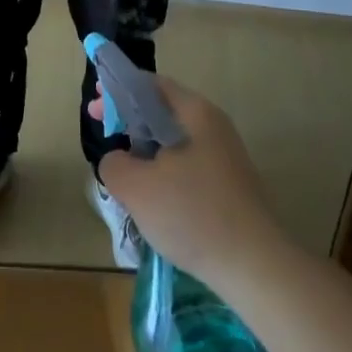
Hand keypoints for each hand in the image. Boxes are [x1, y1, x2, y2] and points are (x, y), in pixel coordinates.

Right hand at [93, 77, 285, 291]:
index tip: (94, 105)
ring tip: (122, 171)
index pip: (150, 83)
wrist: (257, 268)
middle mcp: (213, 126)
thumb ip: (113, 162)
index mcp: (194, 112)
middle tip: (103, 133)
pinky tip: (150, 199)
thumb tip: (118, 160)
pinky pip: (186, 165)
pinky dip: (162, 171)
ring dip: (144, 149)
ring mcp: (224, 157)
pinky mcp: (229, 186)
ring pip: (173, 141)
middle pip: (162, 110)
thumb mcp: (136, 187)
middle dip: (128, 119)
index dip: (117, 89)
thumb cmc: (192, 215)